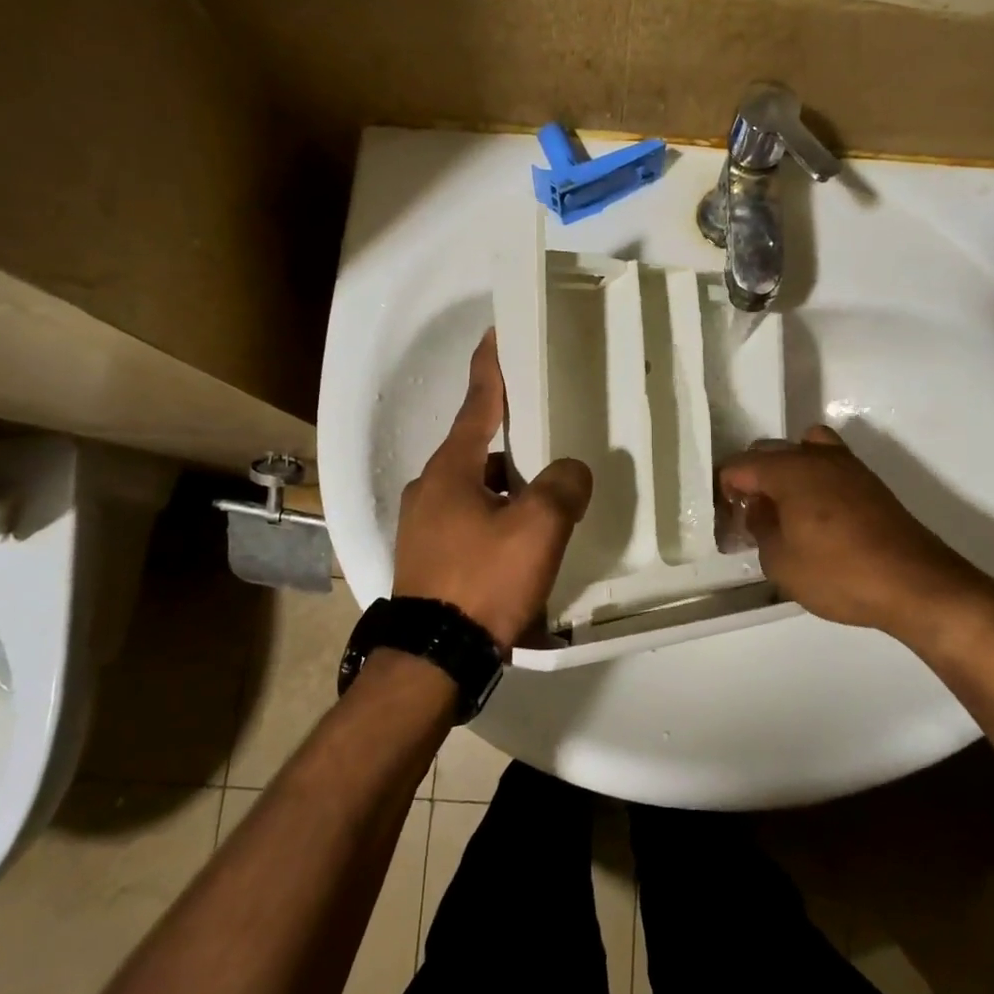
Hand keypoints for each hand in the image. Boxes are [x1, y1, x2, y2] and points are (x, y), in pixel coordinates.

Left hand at [392, 331, 592, 652]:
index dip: (491, 368)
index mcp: (450, 468)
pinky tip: (521, 537)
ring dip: (506, 483)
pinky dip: (496, 514)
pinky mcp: (427, 556)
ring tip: (545, 491)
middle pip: (476, 446)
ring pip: (474, 486)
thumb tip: (570, 471)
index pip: (477, 403)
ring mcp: (423, 524)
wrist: (434, 659)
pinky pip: (469, 518)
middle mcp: (429, 487)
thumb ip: (562, 487)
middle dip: (510, 435)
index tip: (496, 334)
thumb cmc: (483, 580)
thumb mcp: (538, 528)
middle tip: (545, 426)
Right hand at [718, 425, 993, 637]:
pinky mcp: (870, 482)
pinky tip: (818, 516)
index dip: (725, 491)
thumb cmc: (838, 574)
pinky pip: (828, 465)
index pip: (739, 466)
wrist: (916, 584)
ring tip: (785, 509)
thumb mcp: (780, 562)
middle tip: (750, 517)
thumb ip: (760, 529)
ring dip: (786, 472)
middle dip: (753, 479)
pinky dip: (814, 479)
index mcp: (788, 470)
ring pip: (802, 450)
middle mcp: (815, 456)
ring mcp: (847, 465)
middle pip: (768, 451)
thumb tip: (759, 509)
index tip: (726, 520)